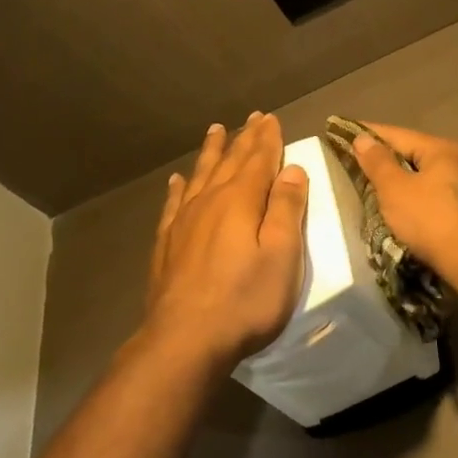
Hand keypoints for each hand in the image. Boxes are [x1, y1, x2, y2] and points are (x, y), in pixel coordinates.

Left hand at [144, 113, 308, 368]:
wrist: (185, 339)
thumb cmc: (245, 300)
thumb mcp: (282, 255)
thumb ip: (287, 209)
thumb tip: (291, 169)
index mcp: (241, 201)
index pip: (258, 160)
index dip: (267, 139)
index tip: (271, 118)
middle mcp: (209, 202)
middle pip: (229, 162)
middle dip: (243, 139)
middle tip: (251, 118)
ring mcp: (183, 222)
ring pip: (200, 175)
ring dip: (211, 152)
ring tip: (215, 131)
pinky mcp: (166, 244)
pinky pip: (174, 203)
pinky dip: (179, 187)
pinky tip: (178, 180)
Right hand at [350, 122, 457, 276]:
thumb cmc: (431, 220)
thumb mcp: (395, 189)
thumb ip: (377, 162)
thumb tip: (363, 138)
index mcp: (444, 148)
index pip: (397, 135)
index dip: (368, 134)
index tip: (343, 132)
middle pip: (414, 155)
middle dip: (386, 160)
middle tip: (355, 165)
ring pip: (426, 176)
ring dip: (402, 181)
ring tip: (375, 189)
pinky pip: (436, 195)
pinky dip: (418, 198)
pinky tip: (404, 208)